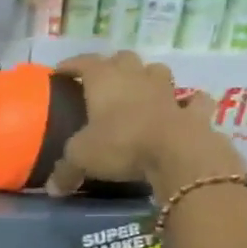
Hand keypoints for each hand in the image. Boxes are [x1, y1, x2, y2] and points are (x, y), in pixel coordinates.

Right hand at [44, 51, 243, 196]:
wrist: (176, 153)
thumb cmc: (120, 144)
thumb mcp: (81, 159)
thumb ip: (65, 171)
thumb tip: (52, 189)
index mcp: (104, 82)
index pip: (84, 63)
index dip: (71, 65)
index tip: (60, 71)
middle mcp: (135, 79)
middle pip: (124, 58)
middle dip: (112, 64)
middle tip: (102, 80)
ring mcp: (167, 92)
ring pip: (158, 71)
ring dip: (148, 76)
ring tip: (140, 89)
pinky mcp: (193, 112)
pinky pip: (194, 101)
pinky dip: (189, 102)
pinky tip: (185, 107)